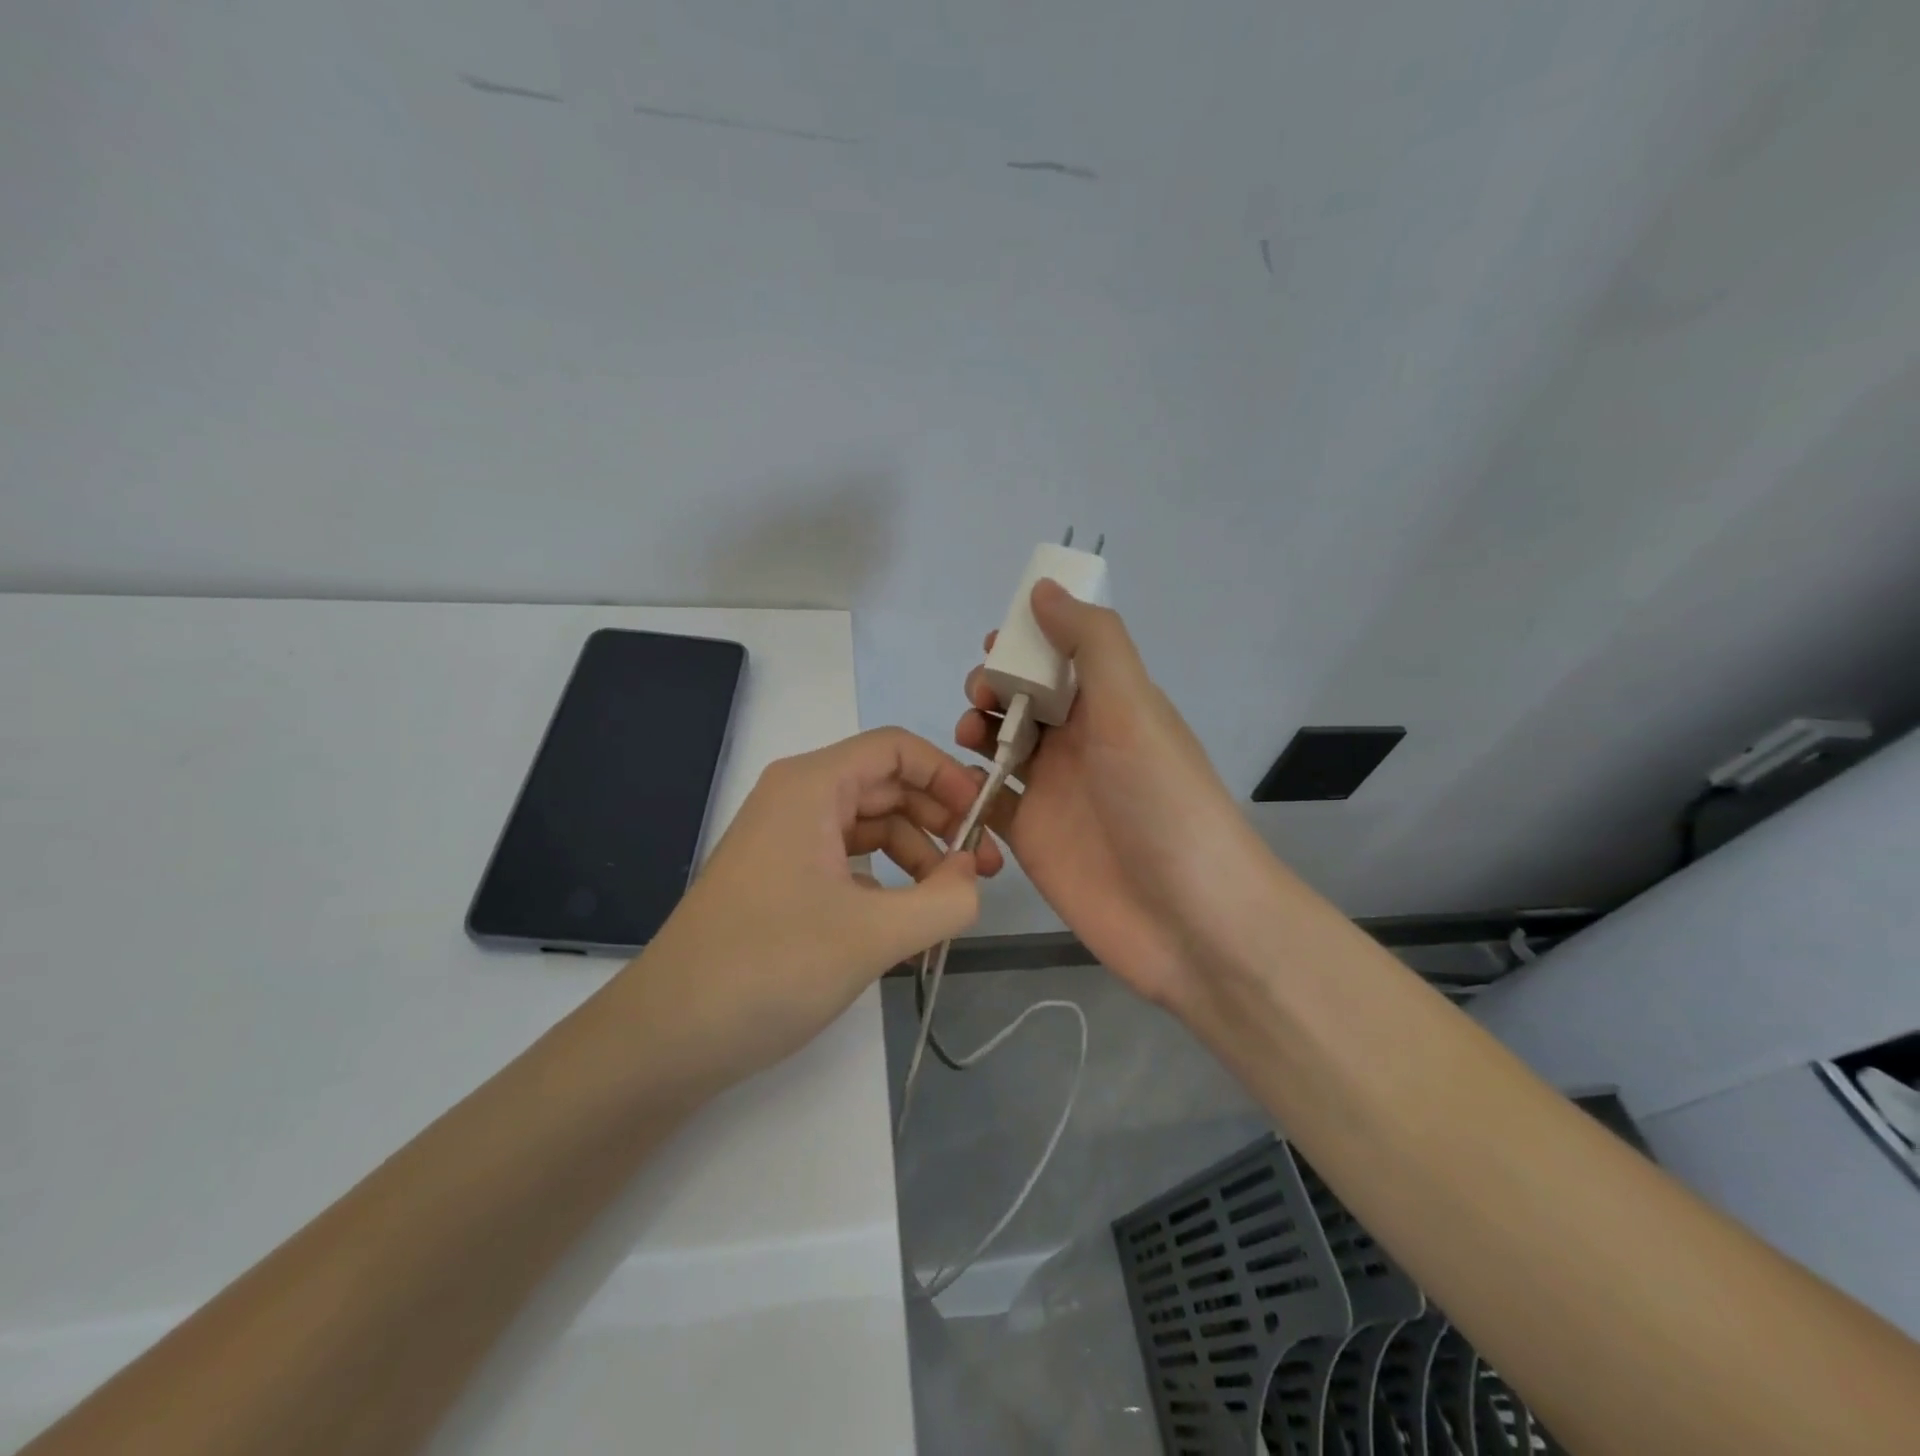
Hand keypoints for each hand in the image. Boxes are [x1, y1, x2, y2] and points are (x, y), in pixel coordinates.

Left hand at [608, 728, 1003, 1091]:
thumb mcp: (873, 935)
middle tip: (984, 869)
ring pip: (870, 826)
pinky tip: (907, 918)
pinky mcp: (782, 878)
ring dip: (918, 854)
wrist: (668, 1036)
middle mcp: (797, 800)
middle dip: (940, 820)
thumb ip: (945, 900)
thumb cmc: (769, 967)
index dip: (948, 776)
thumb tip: (974, 877)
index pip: (896, 749)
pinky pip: (849, 860)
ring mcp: (786, 840)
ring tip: (951, 901)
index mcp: (812, 787)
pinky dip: (887, 880)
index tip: (985, 819)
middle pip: (887, 786)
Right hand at [957, 580, 1264, 1008]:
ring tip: (967, 736)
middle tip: (981, 697)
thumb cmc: (1162, 802)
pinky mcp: (1030, 836)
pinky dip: (967, 784)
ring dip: (976, 729)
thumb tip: (1044, 590)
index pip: (1061, 655)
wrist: (1188, 919)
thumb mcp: (1133, 708)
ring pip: (1000, 744)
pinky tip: (956, 782)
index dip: (1026, 641)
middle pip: (1024, 697)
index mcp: (1110, 705)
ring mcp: (1052, 790)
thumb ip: (1091, 644)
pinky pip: (988, 799)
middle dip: (993, 684)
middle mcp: (1081, 742)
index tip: (993, 642)